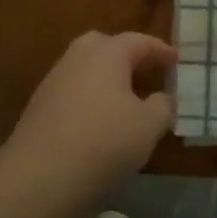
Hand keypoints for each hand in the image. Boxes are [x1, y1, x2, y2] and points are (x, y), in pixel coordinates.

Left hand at [5, 31, 176, 194]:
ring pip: (85, 68)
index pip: (138, 41)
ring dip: (106, 78)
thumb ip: (162, 106)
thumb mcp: (148, 126)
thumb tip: (162, 98)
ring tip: (126, 100)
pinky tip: (100, 121)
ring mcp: (53, 82)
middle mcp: (77, 59)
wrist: (40, 175)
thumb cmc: (104, 142)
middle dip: (126, 55)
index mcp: (106, 54)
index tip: (177, 60)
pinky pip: (72, 91)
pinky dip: (90, 97)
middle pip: (103, 45)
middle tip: (145, 71)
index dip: (160, 50)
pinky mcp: (39, 106)